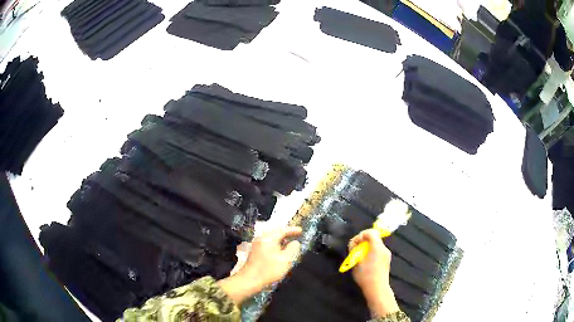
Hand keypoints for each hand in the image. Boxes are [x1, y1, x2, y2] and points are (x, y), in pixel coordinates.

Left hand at [218, 227, 301, 304]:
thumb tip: (295, 242)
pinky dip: (276, 246)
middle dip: (286, 235)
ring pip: (272, 240)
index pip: (283, 230)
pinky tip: (280, 253)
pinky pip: (268, 245)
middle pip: (276, 233)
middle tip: (296, 236)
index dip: (293, 230)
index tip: (301, 230)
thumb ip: (293, 248)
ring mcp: (257, 245)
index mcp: (268, 238)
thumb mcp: (286, 259)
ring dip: (281, 242)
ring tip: (290, 245)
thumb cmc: (269, 269)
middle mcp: (261, 238)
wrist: (250, 280)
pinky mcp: (255, 252)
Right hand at [349, 229, 399, 316]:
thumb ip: (354, 250)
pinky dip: (372, 252)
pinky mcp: (387, 260)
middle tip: (355, 251)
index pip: (370, 232)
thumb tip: (354, 244)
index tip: (355, 244)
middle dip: (363, 242)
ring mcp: (387, 254)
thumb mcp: (356, 262)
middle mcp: (384, 248)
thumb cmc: (365, 275)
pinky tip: (366, 263)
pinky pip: (378, 251)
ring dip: (367, 248)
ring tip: (359, 258)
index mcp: (377, 246)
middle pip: (374, 238)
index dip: (361, 235)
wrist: (377, 288)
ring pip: (376, 245)